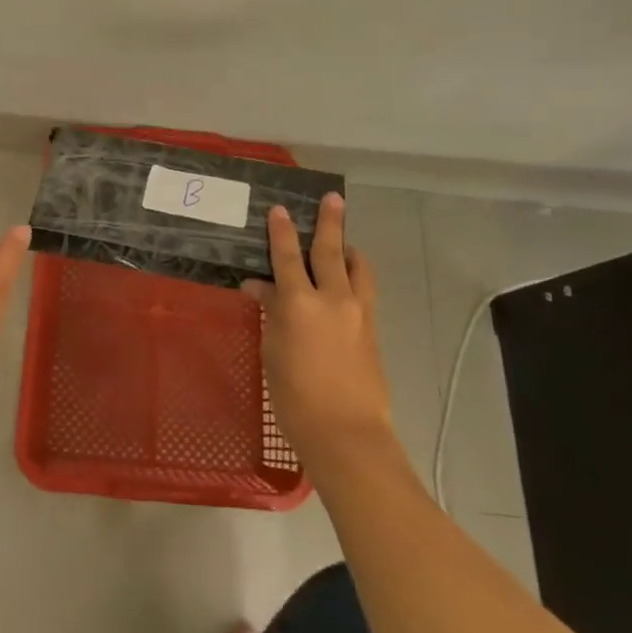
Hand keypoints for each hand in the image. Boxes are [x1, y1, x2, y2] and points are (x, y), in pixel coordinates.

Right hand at [246, 194, 395, 464]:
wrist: (347, 434)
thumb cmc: (296, 397)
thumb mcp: (273, 352)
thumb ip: (270, 314)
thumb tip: (260, 288)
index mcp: (299, 303)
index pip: (286, 256)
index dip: (281, 231)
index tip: (279, 209)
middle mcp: (332, 298)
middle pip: (330, 251)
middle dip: (329, 222)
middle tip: (332, 198)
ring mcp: (357, 313)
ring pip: (356, 268)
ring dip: (349, 250)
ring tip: (345, 242)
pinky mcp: (372, 330)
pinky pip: (364, 291)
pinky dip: (355, 277)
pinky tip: (347, 282)